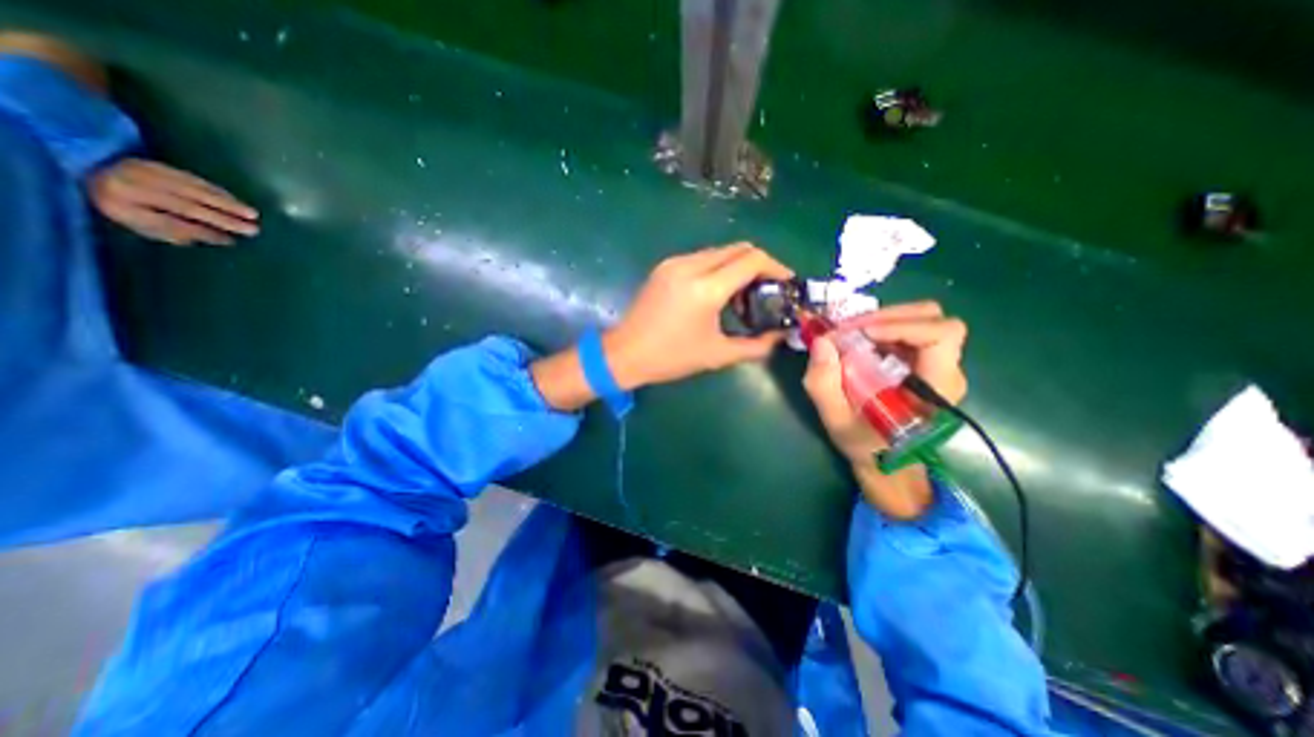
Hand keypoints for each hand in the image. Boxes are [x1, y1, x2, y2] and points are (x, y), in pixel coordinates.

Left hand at [89, 159, 257, 248]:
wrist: (90, 169)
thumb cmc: (125, 206)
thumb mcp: (143, 225)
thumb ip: (178, 233)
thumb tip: (221, 240)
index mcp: (119, 206)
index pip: (168, 222)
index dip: (201, 231)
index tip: (230, 241)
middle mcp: (127, 186)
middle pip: (183, 205)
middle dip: (221, 218)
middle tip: (252, 229)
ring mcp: (140, 171)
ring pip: (192, 190)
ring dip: (226, 203)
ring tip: (252, 215)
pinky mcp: (154, 163)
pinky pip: (191, 178)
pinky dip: (217, 191)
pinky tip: (235, 200)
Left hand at [603, 242, 793, 390]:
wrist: (625, 353)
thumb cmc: (671, 357)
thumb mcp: (717, 354)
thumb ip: (755, 345)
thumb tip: (779, 336)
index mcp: (706, 288)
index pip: (752, 260)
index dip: (776, 267)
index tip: (786, 282)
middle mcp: (691, 266)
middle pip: (738, 248)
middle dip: (759, 265)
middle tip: (767, 290)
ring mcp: (675, 263)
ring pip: (720, 251)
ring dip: (738, 266)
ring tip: (743, 296)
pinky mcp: (665, 266)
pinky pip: (702, 258)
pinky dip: (718, 268)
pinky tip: (718, 292)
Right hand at [796, 300, 968, 518]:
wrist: (886, 462)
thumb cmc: (867, 447)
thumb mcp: (837, 420)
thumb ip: (824, 384)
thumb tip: (821, 341)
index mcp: (935, 387)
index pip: (941, 335)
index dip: (902, 325)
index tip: (862, 333)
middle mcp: (945, 369)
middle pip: (932, 317)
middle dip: (887, 315)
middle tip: (849, 328)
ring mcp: (935, 363)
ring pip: (920, 318)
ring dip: (881, 319)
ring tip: (850, 333)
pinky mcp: (921, 361)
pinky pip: (907, 329)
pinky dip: (880, 327)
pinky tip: (857, 340)